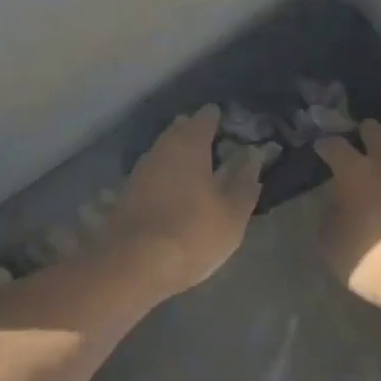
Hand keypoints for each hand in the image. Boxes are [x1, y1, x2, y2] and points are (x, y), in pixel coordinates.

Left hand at [104, 106, 261, 295]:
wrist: (131, 264)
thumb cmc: (191, 232)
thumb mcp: (232, 214)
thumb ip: (244, 182)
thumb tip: (254, 155)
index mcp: (190, 143)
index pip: (206, 117)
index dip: (219, 118)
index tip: (230, 126)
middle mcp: (162, 147)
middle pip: (181, 129)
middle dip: (196, 133)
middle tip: (215, 146)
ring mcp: (140, 168)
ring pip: (164, 150)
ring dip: (179, 155)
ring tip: (196, 170)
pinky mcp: (126, 191)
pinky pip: (152, 172)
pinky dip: (165, 175)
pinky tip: (173, 191)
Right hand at [314, 121, 380, 319]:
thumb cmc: (373, 260)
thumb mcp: (333, 247)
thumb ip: (329, 218)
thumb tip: (334, 205)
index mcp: (355, 172)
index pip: (334, 145)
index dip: (325, 145)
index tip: (321, 148)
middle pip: (374, 130)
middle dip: (364, 133)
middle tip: (359, 143)